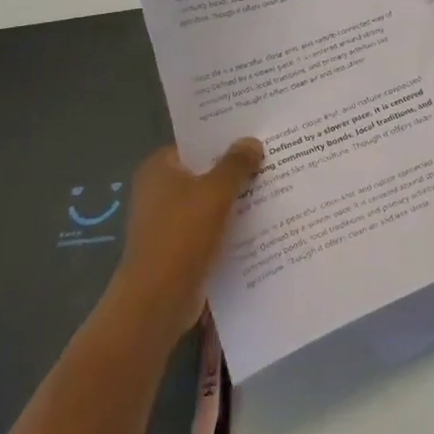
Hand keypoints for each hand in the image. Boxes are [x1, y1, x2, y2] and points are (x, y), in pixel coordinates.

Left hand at [111, 139, 263, 341]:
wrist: (158, 300)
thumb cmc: (183, 235)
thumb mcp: (216, 191)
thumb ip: (236, 163)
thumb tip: (251, 142)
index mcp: (159, 168)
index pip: (196, 143)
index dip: (225, 138)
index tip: (257, 134)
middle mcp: (158, 190)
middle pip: (204, 171)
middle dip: (236, 169)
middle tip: (274, 158)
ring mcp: (167, 221)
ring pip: (209, 201)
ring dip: (236, 198)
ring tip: (275, 187)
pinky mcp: (179, 247)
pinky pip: (210, 227)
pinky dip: (230, 224)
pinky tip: (261, 222)